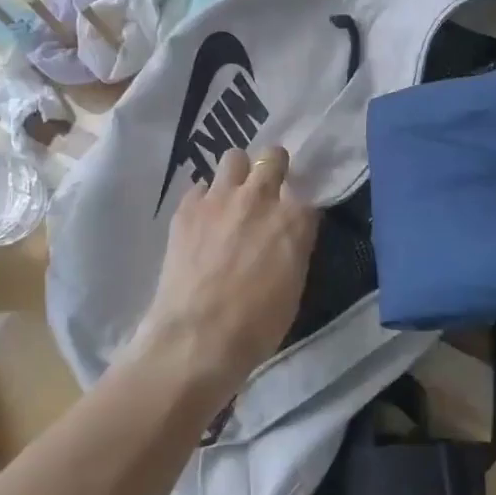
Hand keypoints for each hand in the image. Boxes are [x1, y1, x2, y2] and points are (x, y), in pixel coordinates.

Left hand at [136, 146, 318, 406]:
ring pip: (233, 157)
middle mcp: (260, 197)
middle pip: (273, 156)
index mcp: (294, 219)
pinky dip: (205, 200)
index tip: (294, 217)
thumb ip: (294, 246)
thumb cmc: (256, 326)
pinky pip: (200, 187)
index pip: (307, 193)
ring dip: (238, 173)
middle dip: (273, 167)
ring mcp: (220, 198)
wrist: (197, 338)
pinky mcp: (187, 207)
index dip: (299, 204)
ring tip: (232, 197)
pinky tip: (202, 222)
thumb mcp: (293, 286)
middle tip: (267, 190)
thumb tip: (289, 234)